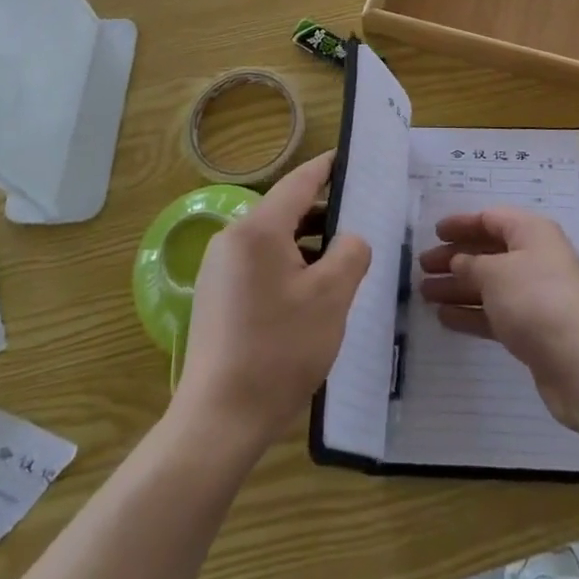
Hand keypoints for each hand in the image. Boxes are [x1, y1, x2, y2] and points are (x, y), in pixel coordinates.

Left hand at [174, 154, 371, 454]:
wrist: (218, 421)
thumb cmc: (279, 350)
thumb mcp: (331, 297)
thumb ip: (350, 253)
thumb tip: (349, 239)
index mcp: (258, 229)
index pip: (299, 182)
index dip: (327, 168)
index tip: (350, 158)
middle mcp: (232, 239)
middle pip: (286, 211)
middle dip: (324, 212)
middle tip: (361, 218)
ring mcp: (219, 269)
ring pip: (273, 240)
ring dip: (308, 243)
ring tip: (343, 258)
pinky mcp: (216, 296)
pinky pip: (259, 264)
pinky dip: (288, 265)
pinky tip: (311, 292)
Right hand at [419, 207, 578, 428]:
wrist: (578, 361)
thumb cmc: (534, 300)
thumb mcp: (494, 273)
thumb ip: (470, 264)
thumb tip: (458, 262)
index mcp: (531, 232)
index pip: (491, 219)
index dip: (461, 224)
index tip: (434, 232)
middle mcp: (535, 258)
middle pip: (488, 252)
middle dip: (455, 258)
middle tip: (423, 267)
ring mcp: (535, 295)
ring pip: (489, 284)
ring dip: (458, 287)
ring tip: (425, 294)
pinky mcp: (533, 328)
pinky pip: (496, 312)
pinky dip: (472, 313)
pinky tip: (444, 318)